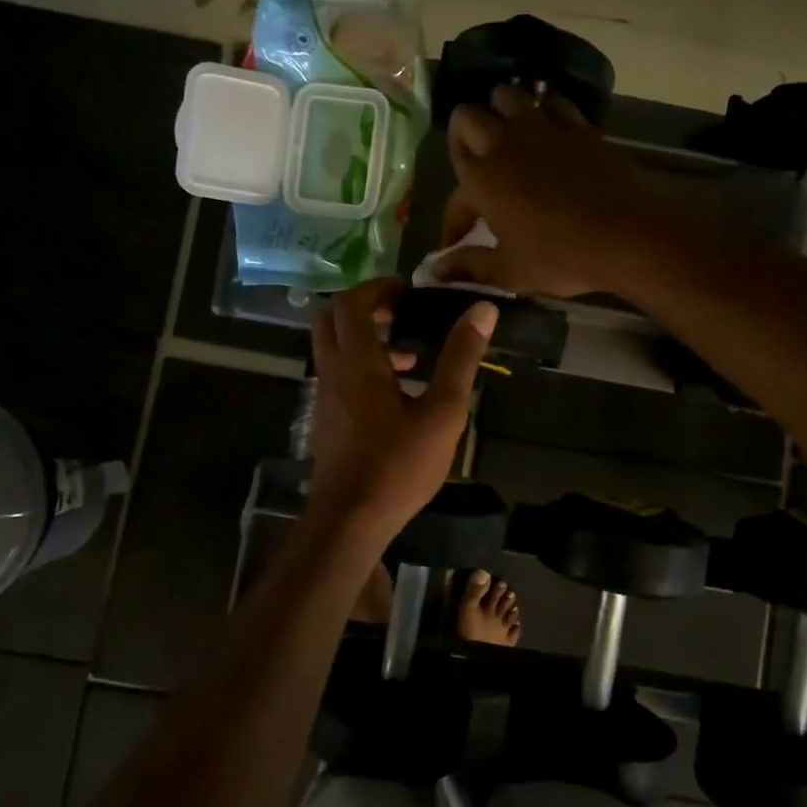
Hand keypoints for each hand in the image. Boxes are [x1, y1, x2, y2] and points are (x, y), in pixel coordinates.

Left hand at [308, 279, 496, 542]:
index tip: (409, 291)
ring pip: (333, 349)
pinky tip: (397, 396)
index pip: (352, 303)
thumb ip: (460, 358)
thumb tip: (482, 309)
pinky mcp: (326, 420)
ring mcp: (325, 398)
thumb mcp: (442, 411)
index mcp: (357, 363)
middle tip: (400, 313)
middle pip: (332, 319)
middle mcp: (333, 372)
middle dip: (364, 307)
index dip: (378, 287)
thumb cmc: (399, 465)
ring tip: (409, 357)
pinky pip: (338, 375)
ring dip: (364, 340)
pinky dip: (361, 367)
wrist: (351, 519)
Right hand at [433, 84, 664, 297]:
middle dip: (463, 135)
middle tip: (474, 160)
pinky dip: (543, 107)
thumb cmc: (561, 258)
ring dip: (500, 110)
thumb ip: (468, 265)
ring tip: (506, 133)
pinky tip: (547, 126)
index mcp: (481, 181)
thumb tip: (435, 271)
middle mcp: (504, 145)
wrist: (627, 236)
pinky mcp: (577, 126)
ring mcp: (543, 129)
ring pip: (507, 95)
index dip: (452, 221)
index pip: (453, 194)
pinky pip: (552, 100)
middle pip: (467, 117)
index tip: (458, 243)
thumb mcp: (509, 271)